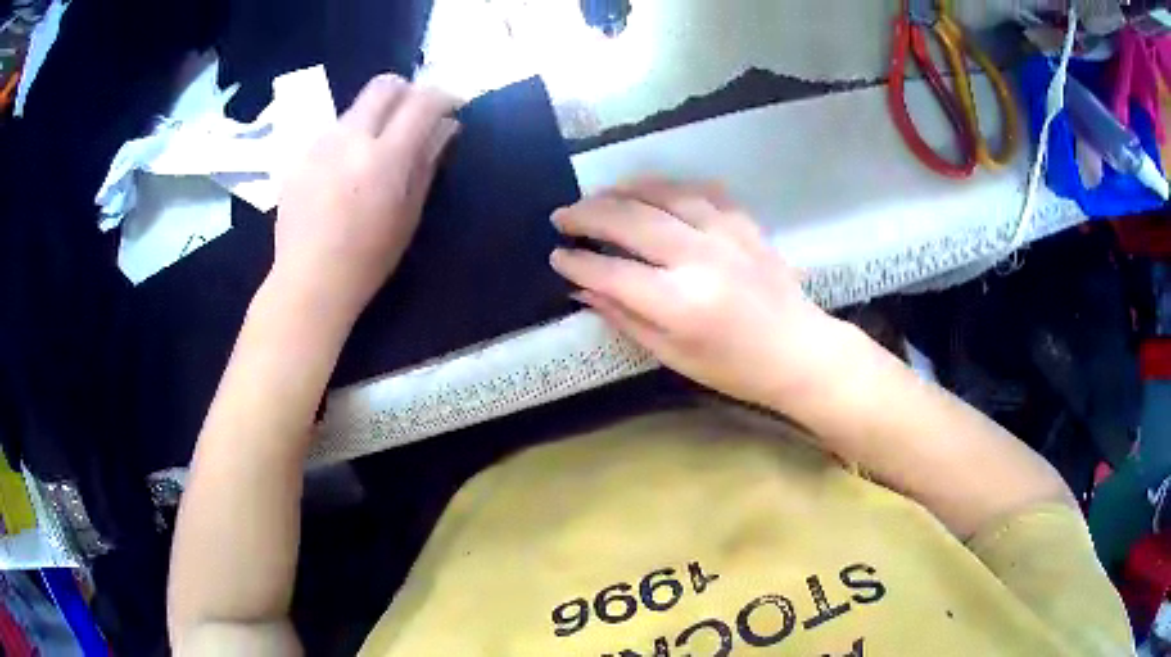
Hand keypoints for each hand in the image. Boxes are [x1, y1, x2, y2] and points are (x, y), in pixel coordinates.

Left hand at [271, 74, 459, 327]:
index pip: (422, 102)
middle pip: (383, 86)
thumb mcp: (409, 214)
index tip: (451, 107)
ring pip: (355, 108)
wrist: (308, 280)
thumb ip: (427, 162)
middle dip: (407, 91)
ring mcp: (319, 144)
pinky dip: (348, 139)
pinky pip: (332, 132)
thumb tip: (446, 127)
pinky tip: (343, 173)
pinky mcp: (299, 156)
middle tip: (414, 115)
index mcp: (384, 158)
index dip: (443, 97)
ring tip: (373, 153)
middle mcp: (350, 139)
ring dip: (374, 117)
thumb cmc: (368, 259)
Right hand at [550, 179, 855, 411]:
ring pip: (661, 194)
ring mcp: (724, 233)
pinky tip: (649, 190)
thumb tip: (582, 289)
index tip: (556, 255)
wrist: (798, 350)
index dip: (578, 262)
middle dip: (587, 214)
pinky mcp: (742, 222)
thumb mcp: (673, 355)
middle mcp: (699, 258)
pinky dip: (667, 186)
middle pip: (630, 221)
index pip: (612, 272)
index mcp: (680, 303)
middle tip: (561, 216)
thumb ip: (625, 317)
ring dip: (622, 190)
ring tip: (598, 196)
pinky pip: (698, 190)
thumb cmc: (734, 367)